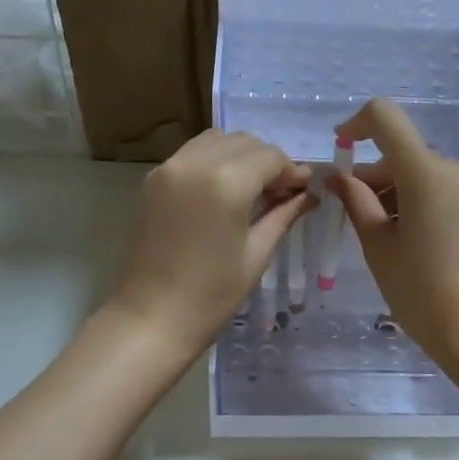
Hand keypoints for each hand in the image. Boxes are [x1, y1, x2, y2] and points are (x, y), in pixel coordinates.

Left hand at [108, 129, 311, 360]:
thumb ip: (282, 215)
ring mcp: (168, 168)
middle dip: (267, 161)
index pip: (270, 156)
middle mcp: (195, 163)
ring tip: (253, 190)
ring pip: (216, 141)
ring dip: (240, 156)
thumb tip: (307, 195)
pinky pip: (192, 154)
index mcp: (226, 182)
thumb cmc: (212, 295)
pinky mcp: (152, 181)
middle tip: (282, 192)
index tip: (304, 190)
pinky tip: (224, 191)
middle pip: (243, 142)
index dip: (292, 170)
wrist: (151, 319)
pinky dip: (214, 161)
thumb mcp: (256, 254)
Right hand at [329, 99, 458, 369]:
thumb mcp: (379, 247)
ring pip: (427, 175)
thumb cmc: (420, 291)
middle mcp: (458, 170)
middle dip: (376, 176)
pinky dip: (425, 203)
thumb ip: (357, 203)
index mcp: (426, 173)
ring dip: (400, 192)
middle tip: (355, 215)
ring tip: (388, 237)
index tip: (341, 149)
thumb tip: (340, 178)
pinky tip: (419, 243)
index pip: (386, 118)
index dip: (357, 124)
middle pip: (405, 154)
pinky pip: (448, 192)